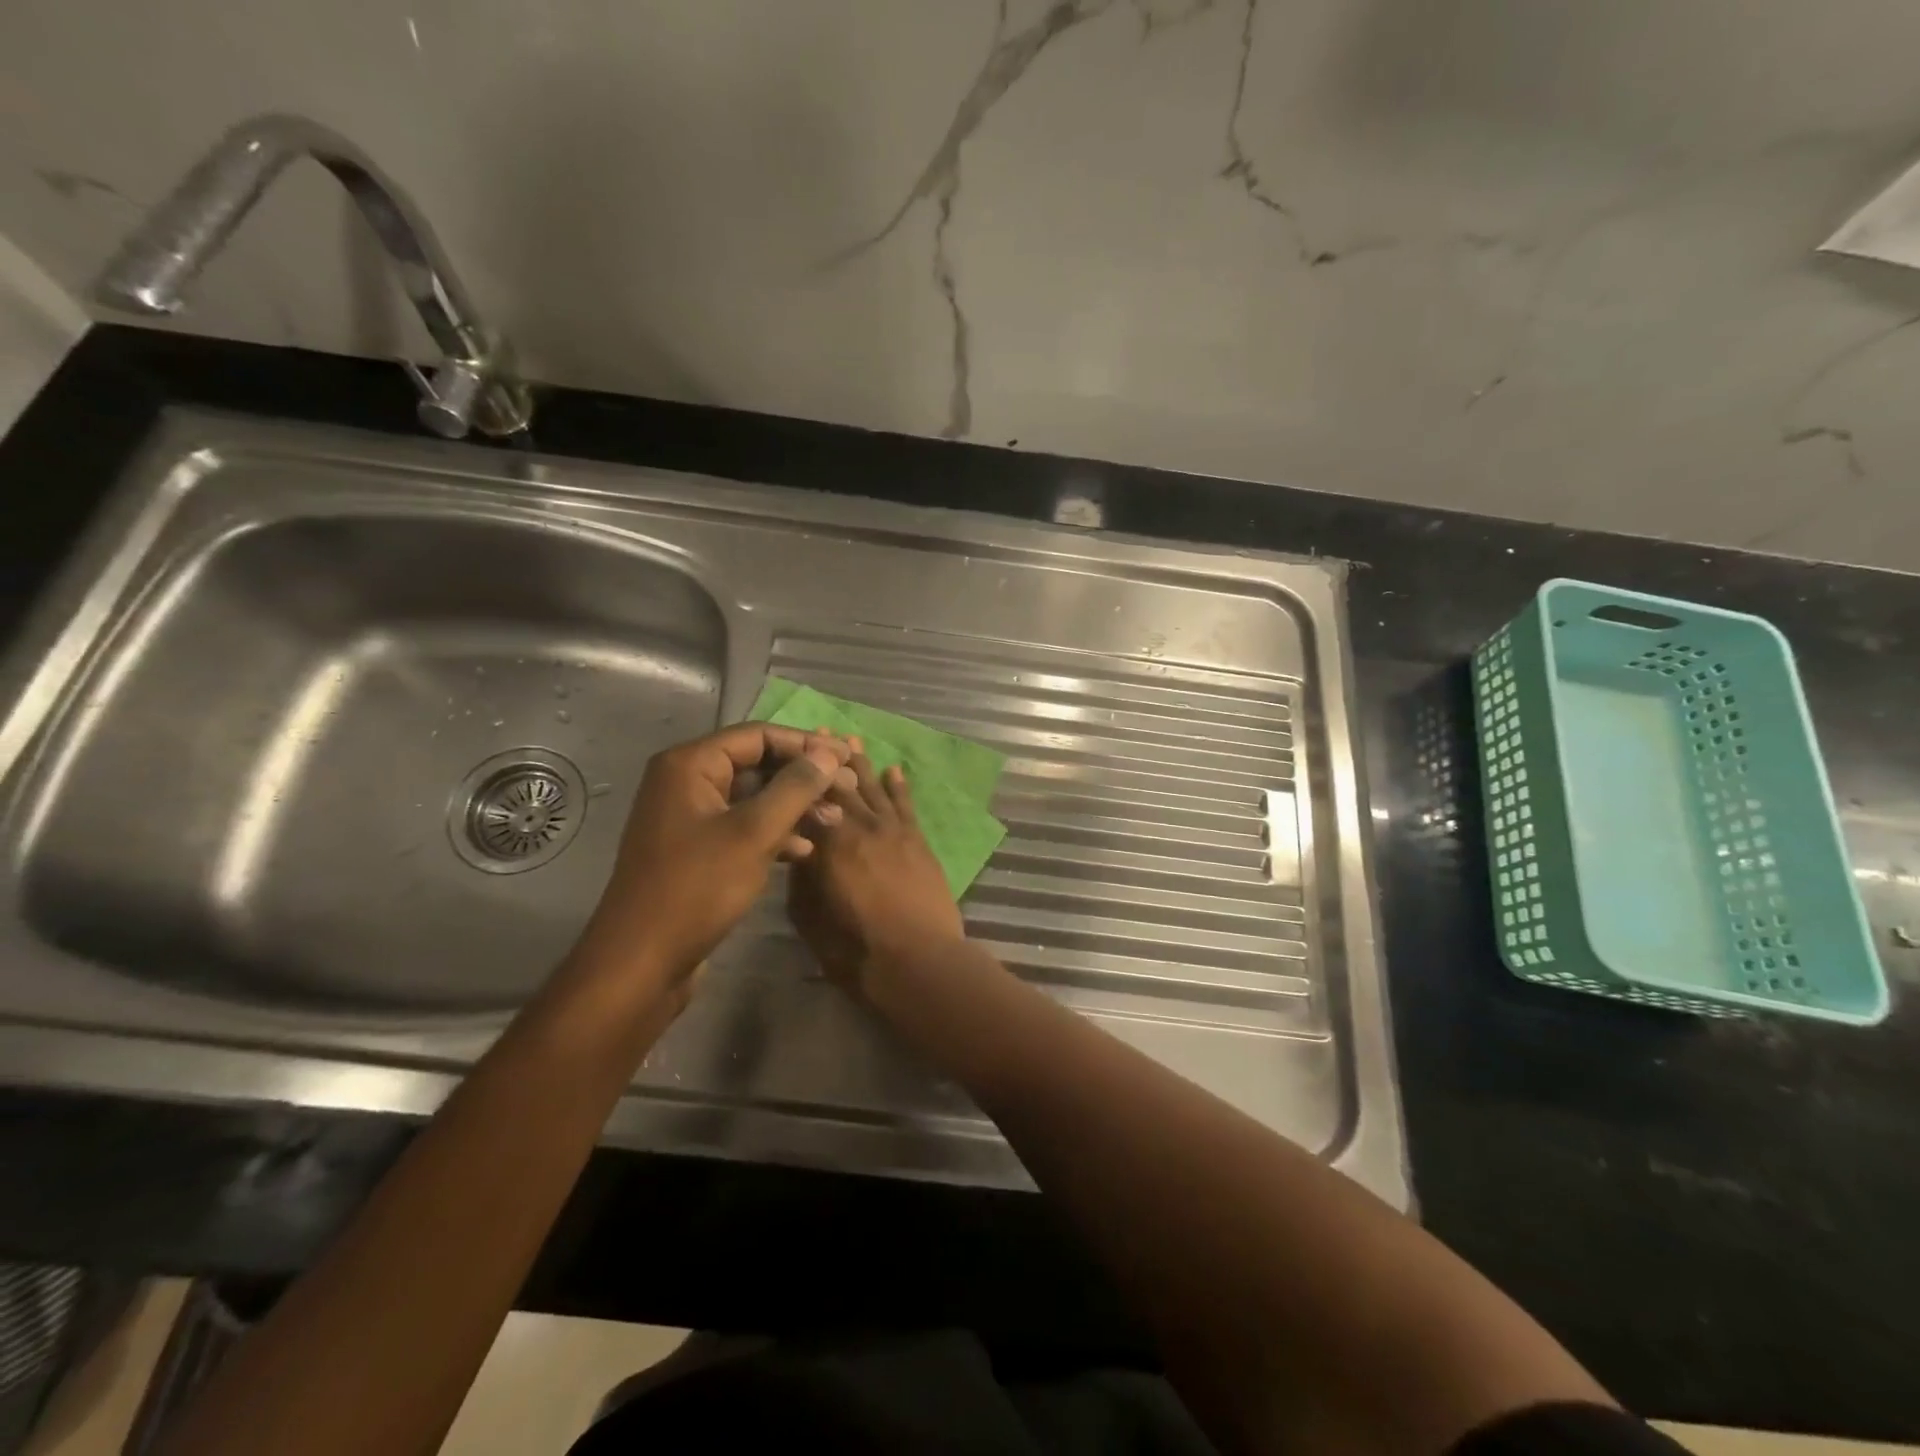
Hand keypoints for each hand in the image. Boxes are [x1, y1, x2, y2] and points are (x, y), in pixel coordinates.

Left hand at [573, 725, 851, 991]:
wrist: (642, 962)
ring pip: (753, 798)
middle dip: (803, 777)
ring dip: (794, 806)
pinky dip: (774, 833)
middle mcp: (685, 782)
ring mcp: (689, 818)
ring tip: (834, 820)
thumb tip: (828, 756)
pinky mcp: (696, 850)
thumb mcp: (753, 834)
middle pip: (756, 764)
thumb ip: (795, 789)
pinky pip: (742, 826)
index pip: (758, 735)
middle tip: (848, 789)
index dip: (806, 744)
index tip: (848, 757)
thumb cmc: (697, 889)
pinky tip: (804, 851)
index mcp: (689, 765)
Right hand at [788, 745, 965, 995]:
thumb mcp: (809, 918)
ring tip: (850, 740)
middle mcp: (861, 827)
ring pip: (874, 789)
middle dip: (829, 760)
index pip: (810, 801)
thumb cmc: (856, 949)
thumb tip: (799, 850)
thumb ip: (801, 879)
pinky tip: (894, 769)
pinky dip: (899, 786)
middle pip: (842, 787)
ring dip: (862, 765)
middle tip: (818, 733)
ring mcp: (893, 831)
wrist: (918, 962)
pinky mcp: (918, 841)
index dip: (800, 777)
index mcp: (829, 844)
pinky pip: (906, 805)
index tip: (790, 754)